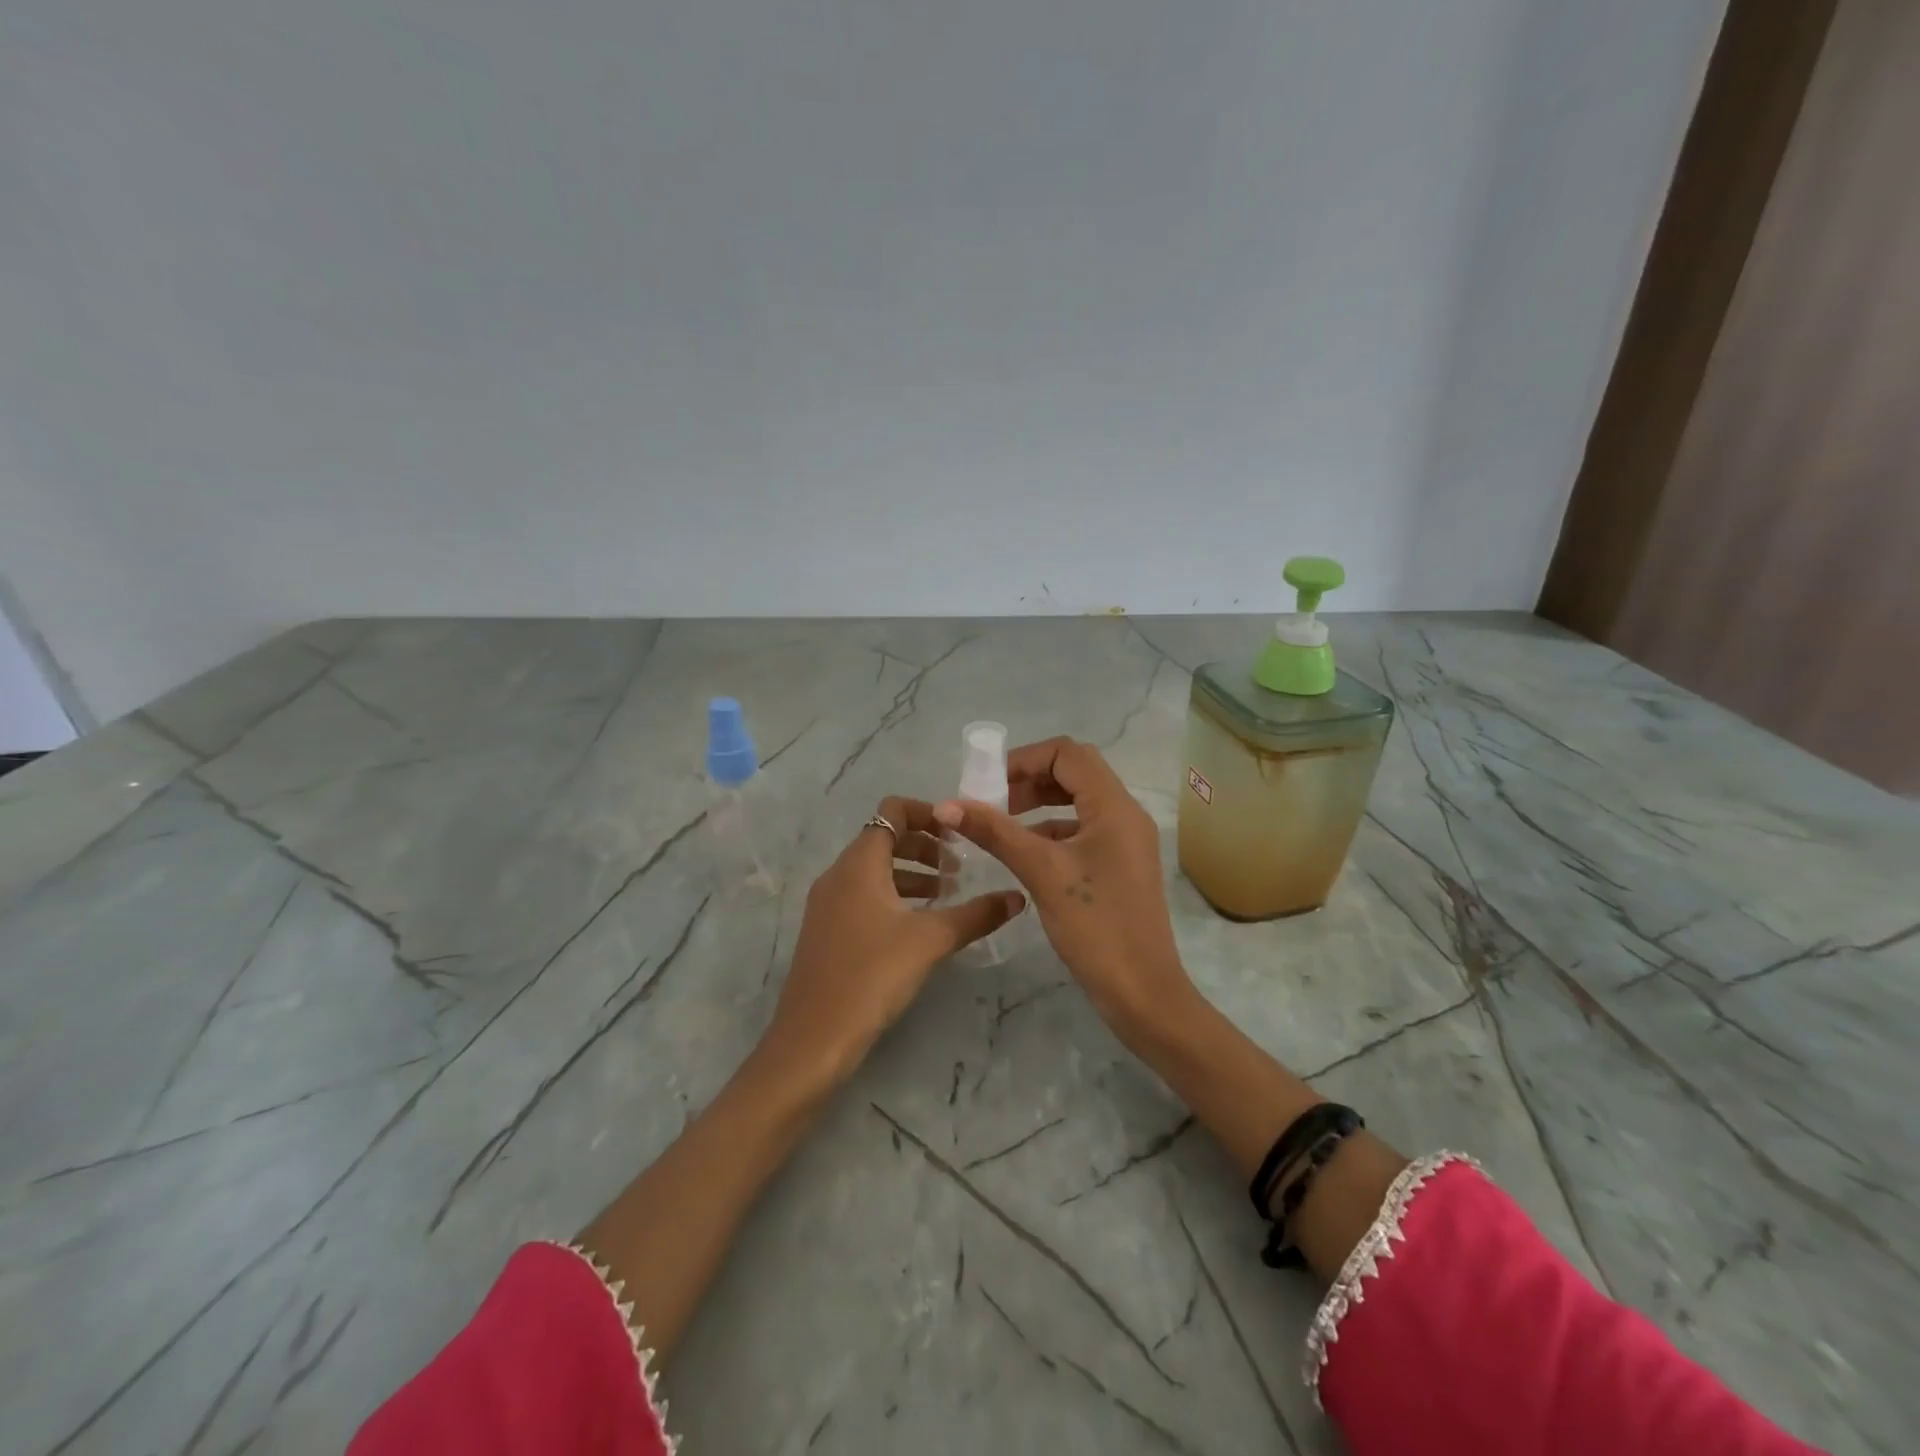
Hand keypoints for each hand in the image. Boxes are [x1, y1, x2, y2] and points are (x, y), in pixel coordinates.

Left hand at [766, 796, 1025, 1081]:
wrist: (814, 1037)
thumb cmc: (872, 975)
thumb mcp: (931, 940)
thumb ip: (976, 914)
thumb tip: (1017, 896)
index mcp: (860, 863)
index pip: (892, 811)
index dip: (927, 813)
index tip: (959, 833)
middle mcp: (839, 873)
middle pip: (884, 838)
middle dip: (924, 846)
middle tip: (958, 869)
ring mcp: (828, 903)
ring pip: (874, 869)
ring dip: (910, 873)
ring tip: (945, 895)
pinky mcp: (826, 930)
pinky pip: (864, 895)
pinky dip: (893, 896)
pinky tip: (917, 925)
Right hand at [933, 738, 1193, 1035]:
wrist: (1142, 992)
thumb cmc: (1095, 926)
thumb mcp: (1041, 872)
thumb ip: (994, 832)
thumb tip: (946, 804)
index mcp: (1115, 807)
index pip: (1068, 754)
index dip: (1025, 759)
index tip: (988, 784)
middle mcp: (1126, 814)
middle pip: (1074, 773)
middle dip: (1030, 779)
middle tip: (992, 802)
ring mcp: (1126, 841)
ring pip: (1078, 802)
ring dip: (1039, 804)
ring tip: (1000, 824)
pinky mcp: (1120, 864)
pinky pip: (1083, 830)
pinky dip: (1051, 830)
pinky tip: (1024, 852)